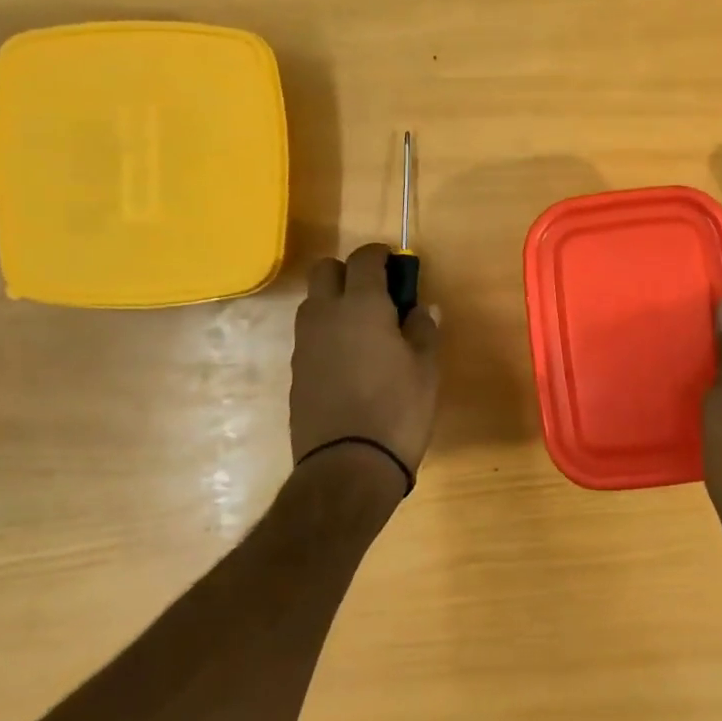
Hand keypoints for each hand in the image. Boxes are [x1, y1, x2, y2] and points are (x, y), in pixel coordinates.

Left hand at [291, 244, 439, 483]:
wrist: (348, 465)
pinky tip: (350, 361)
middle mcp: (325, 315)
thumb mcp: (425, 368)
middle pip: (325, 270)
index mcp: (361, 305)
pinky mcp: (296, 371)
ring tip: (365, 330)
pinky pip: (310, 335)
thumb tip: (421, 308)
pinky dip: (328, 333)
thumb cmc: (398, 410)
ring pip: (313, 302)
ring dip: (335, 302)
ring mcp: (305, 343)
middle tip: (378, 295)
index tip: (397, 265)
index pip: (364, 258)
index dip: (381, 255)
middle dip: (350, 272)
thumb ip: (422, 329)